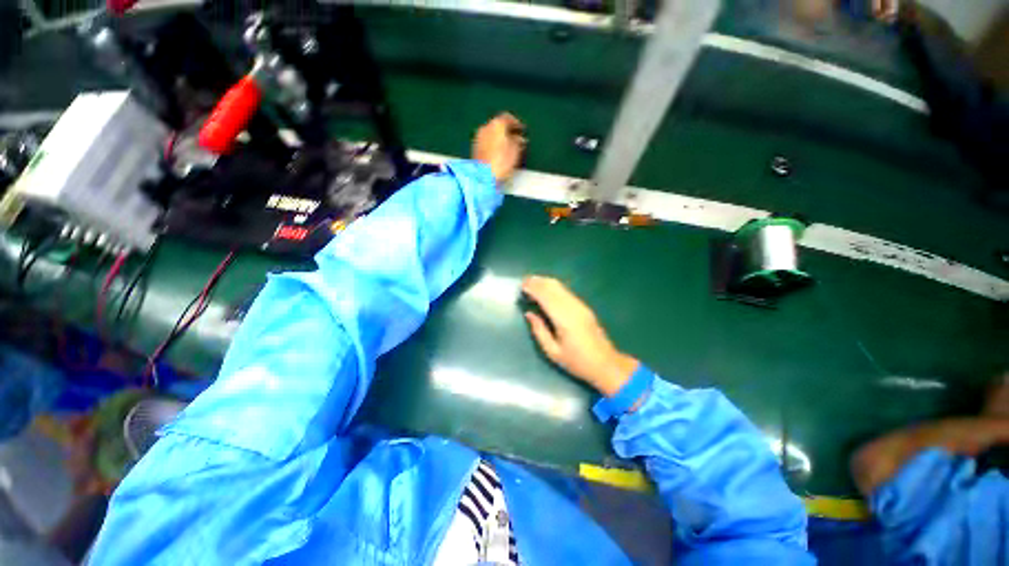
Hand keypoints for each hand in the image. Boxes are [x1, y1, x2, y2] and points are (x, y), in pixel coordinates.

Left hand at [472, 113, 525, 182]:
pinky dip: (494, 145)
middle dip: (508, 131)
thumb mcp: (515, 151)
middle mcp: (485, 127)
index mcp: (496, 124)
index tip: (522, 130)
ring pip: (492, 134)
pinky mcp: (475, 149)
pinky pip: (487, 143)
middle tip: (517, 139)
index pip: (507, 118)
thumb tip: (519, 139)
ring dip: (500, 139)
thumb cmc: (501, 162)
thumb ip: (518, 142)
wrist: (483, 177)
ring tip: (509, 148)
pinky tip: (499, 154)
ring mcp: (478, 138)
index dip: (517, 123)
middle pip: (498, 126)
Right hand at [522, 276, 638, 396]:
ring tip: (532, 282)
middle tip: (524, 281)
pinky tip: (547, 289)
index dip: (534, 289)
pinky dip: (554, 287)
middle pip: (553, 288)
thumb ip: (539, 331)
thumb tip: (529, 314)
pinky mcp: (584, 307)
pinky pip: (566, 291)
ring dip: (546, 282)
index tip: (522, 286)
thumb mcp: (553, 352)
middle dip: (538, 282)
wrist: (606, 364)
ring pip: (561, 287)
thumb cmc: (577, 362)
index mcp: (564, 320)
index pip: (546, 298)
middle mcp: (573, 308)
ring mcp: (580, 306)